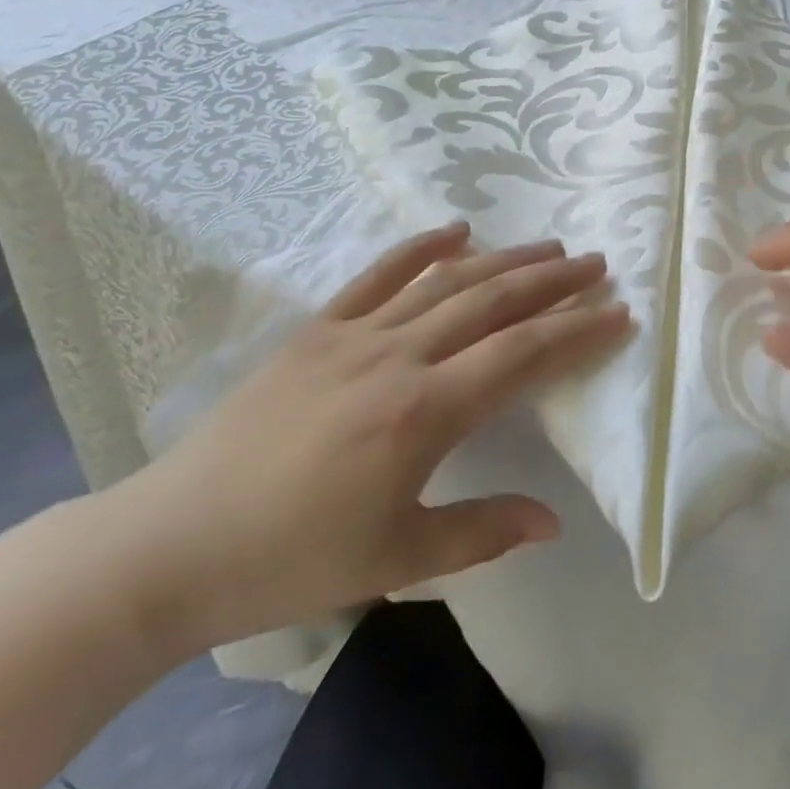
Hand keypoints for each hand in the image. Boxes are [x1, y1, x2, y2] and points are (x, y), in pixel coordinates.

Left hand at [103, 223, 627, 653]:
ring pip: (447, 282)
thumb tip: (553, 519)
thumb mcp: (396, 560)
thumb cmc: (291, 559)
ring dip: (504, 259)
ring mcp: (355, 334)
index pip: (522, 356)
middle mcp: (398, 357)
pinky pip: (379, 275)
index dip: (576, 330)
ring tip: (549, 245)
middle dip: (553, 280)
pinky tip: (456, 228)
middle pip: (493, 303)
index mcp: (423, 414)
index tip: (617, 312)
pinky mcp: (318, 328)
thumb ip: (482, 532)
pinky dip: (421, 247)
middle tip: (596, 263)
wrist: (172, 544)